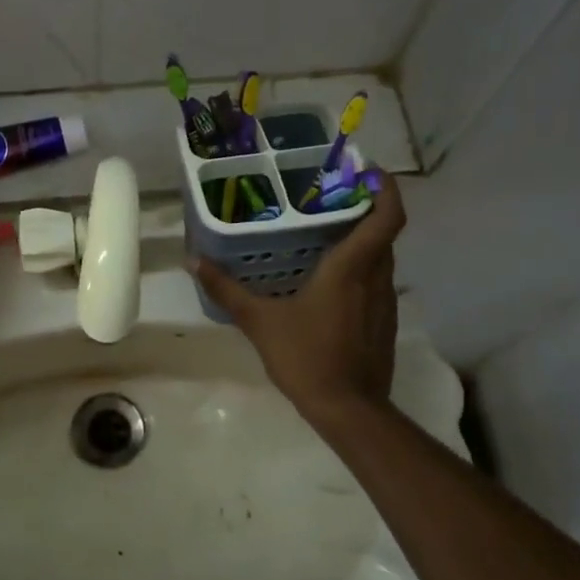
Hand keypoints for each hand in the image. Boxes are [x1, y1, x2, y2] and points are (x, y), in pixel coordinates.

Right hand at [190, 178, 406, 420]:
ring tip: (325, 233)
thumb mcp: (259, 321)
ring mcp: (385, 301)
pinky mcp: (384, 321)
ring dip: (362, 239)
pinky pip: (377, 281)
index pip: (387, 215)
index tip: (367, 169)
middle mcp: (376, 277)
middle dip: (364, 208)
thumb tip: (193, 260)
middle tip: (329, 197)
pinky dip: (361, 268)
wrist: (349, 410)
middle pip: (383, 231)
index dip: (385, 188)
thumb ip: (226, 289)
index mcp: (351, 267)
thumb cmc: (306, 357)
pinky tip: (329, 280)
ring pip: (381, 257)